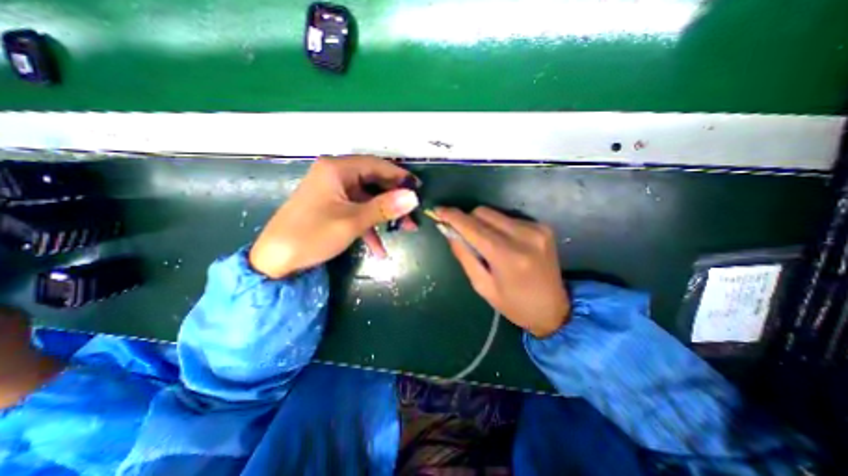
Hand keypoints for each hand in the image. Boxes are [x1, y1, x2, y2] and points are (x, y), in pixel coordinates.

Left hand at [250, 154, 421, 278]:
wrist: (275, 260)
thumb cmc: (312, 235)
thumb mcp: (352, 221)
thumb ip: (384, 207)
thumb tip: (413, 197)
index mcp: (337, 169)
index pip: (377, 165)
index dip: (400, 176)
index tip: (419, 189)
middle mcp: (335, 175)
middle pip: (374, 183)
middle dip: (394, 201)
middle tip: (413, 215)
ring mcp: (334, 192)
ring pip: (368, 199)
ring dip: (385, 216)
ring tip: (404, 231)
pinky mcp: (332, 207)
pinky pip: (356, 211)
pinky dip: (369, 227)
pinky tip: (379, 248)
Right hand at [433, 206, 565, 336]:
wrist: (554, 310)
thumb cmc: (513, 305)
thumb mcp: (482, 286)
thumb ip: (464, 255)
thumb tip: (449, 231)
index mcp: (508, 256)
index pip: (473, 227)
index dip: (453, 217)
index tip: (438, 211)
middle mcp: (524, 236)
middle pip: (483, 213)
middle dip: (467, 220)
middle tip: (461, 234)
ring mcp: (536, 229)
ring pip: (495, 213)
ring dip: (482, 223)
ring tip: (485, 243)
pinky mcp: (543, 227)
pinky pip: (509, 218)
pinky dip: (498, 226)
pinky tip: (502, 242)